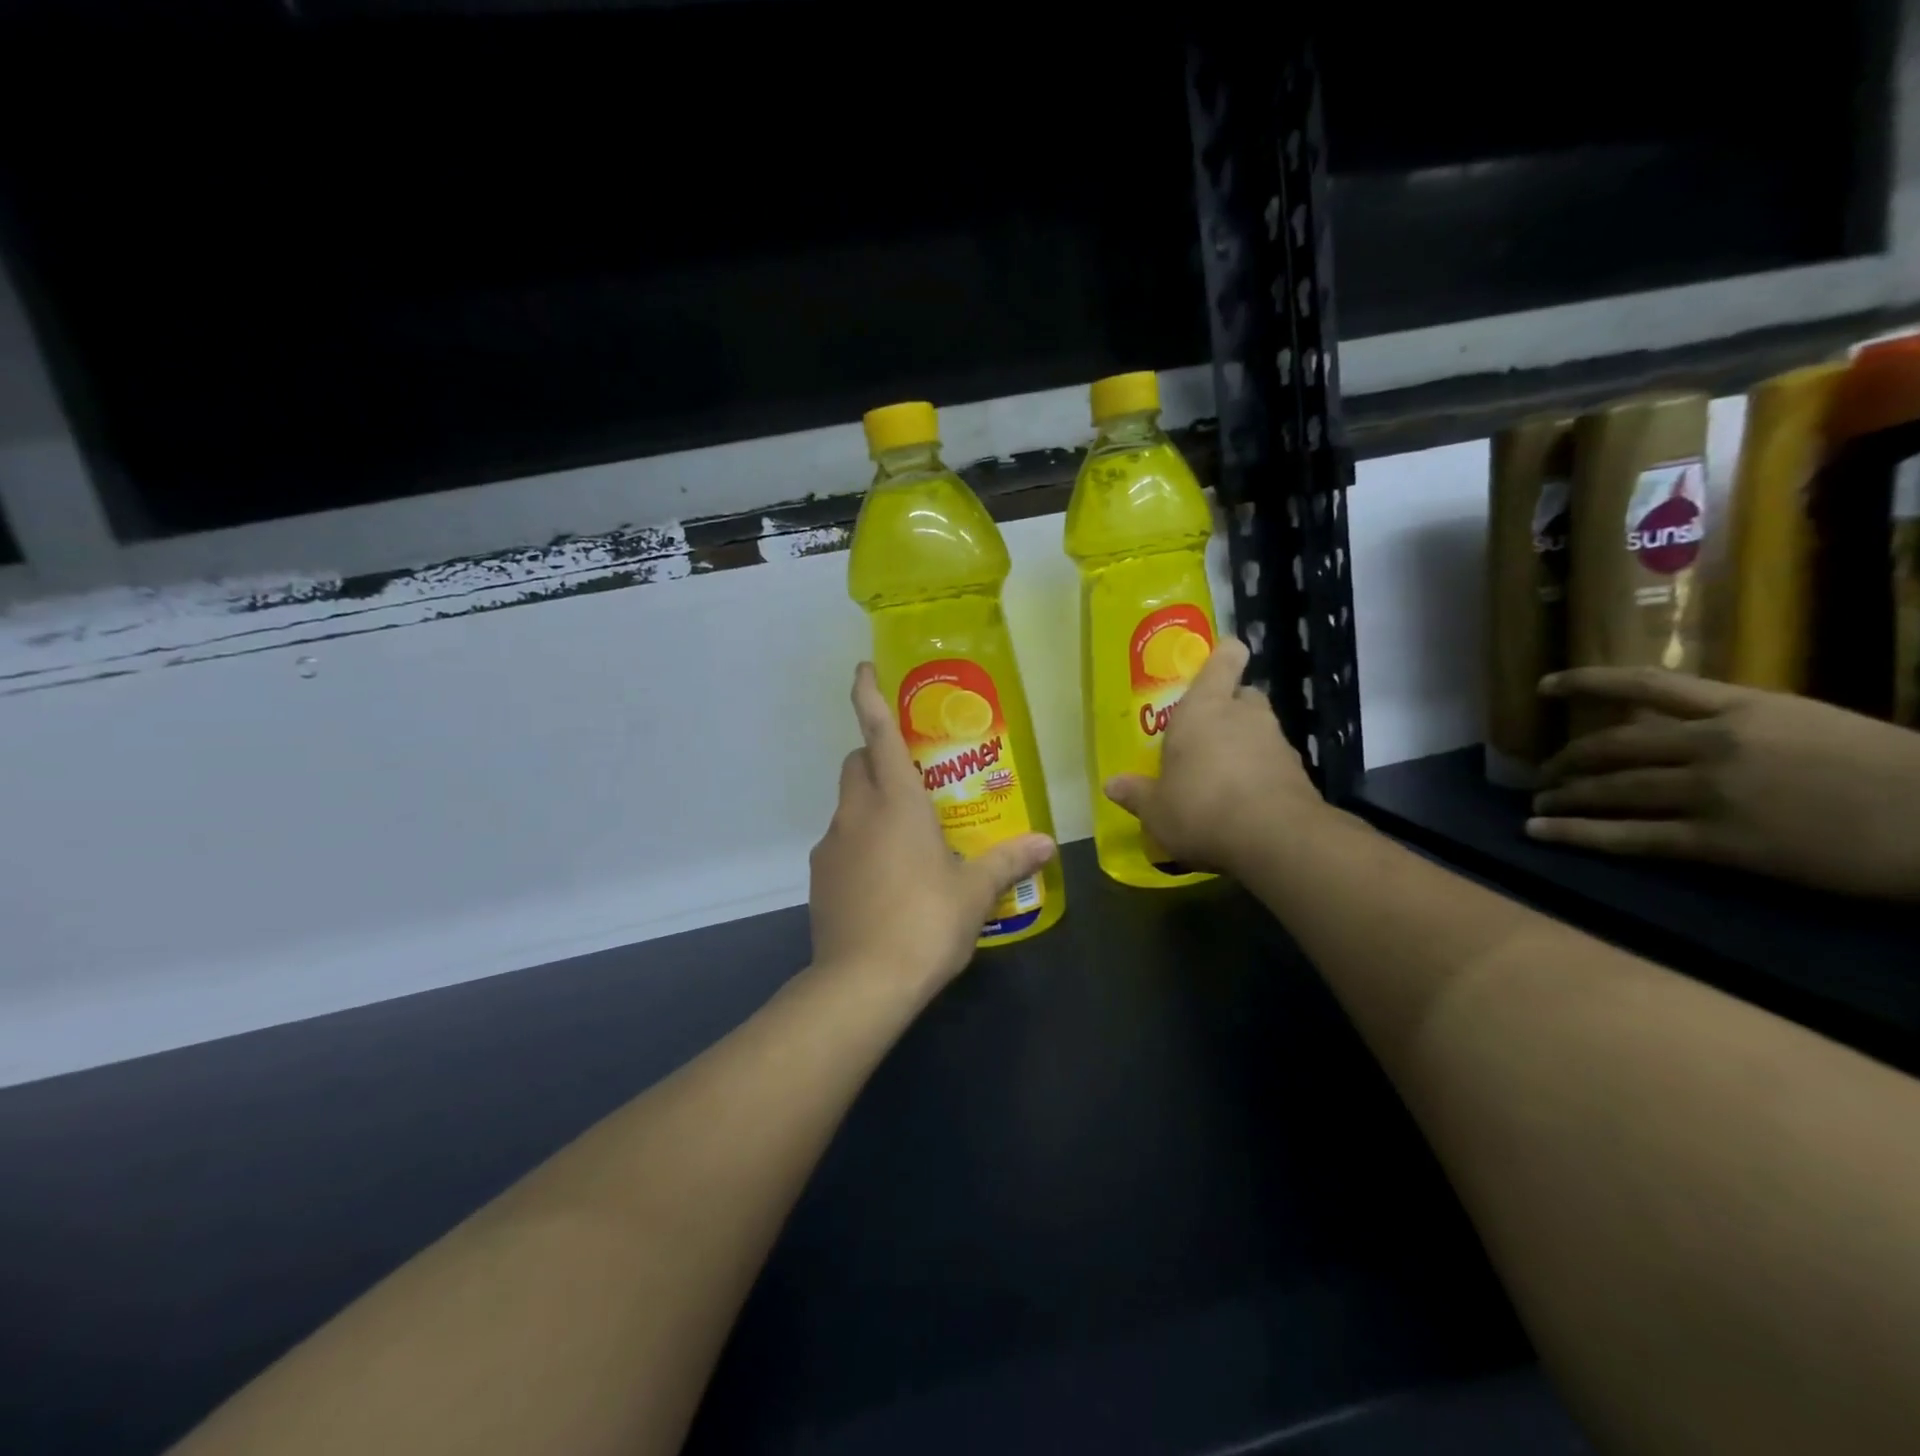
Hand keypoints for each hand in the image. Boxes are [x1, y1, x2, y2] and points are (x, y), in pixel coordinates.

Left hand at [808, 663, 1055, 998]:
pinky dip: (859, 842)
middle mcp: (857, 812)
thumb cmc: (925, 922)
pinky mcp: (819, 877)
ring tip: (907, 837)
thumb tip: (1046, 844)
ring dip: (871, 803)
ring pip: (847, 804)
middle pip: (857, 763)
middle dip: (877, 755)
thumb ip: (1009, 861)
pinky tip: (885, 878)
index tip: (864, 669)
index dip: (869, 696)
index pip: (878, 732)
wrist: (861, 983)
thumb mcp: (974, 892)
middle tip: (913, 776)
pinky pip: (840, 842)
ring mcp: (832, 845)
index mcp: (896, 802)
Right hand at [1103, 637, 1323, 873]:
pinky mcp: (1299, 773)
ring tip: (1221, 776)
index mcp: (1204, 708)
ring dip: (1245, 744)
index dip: (1223, 655)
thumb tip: (1111, 784)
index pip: (1224, 660)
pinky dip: (1262, 774)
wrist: (1275, 839)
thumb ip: (1136, 793)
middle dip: (1229, 708)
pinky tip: (1244, 802)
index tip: (1216, 662)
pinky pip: (1274, 763)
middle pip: (1243, 694)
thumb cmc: (1200, 807)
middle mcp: (1244, 715)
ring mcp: (1277, 742)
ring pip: (1260, 730)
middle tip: (1205, 734)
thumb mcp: (1156, 808)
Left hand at [1529, 668, 1919, 899]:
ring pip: (1612, 789)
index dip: (1585, 682)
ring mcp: (1711, 792)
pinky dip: (1576, 834)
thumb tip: (1677, 726)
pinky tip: (1539, 833)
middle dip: (1568, 759)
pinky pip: (1628, 836)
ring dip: (1564, 796)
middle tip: (1544, 772)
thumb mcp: (1808, 724)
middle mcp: (1714, 743)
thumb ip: (1737, 722)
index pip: (1643, 683)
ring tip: (1539, 803)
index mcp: (1743, 707)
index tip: (1543, 686)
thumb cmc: (1895, 769)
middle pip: (1611, 745)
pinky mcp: (1719, 841)